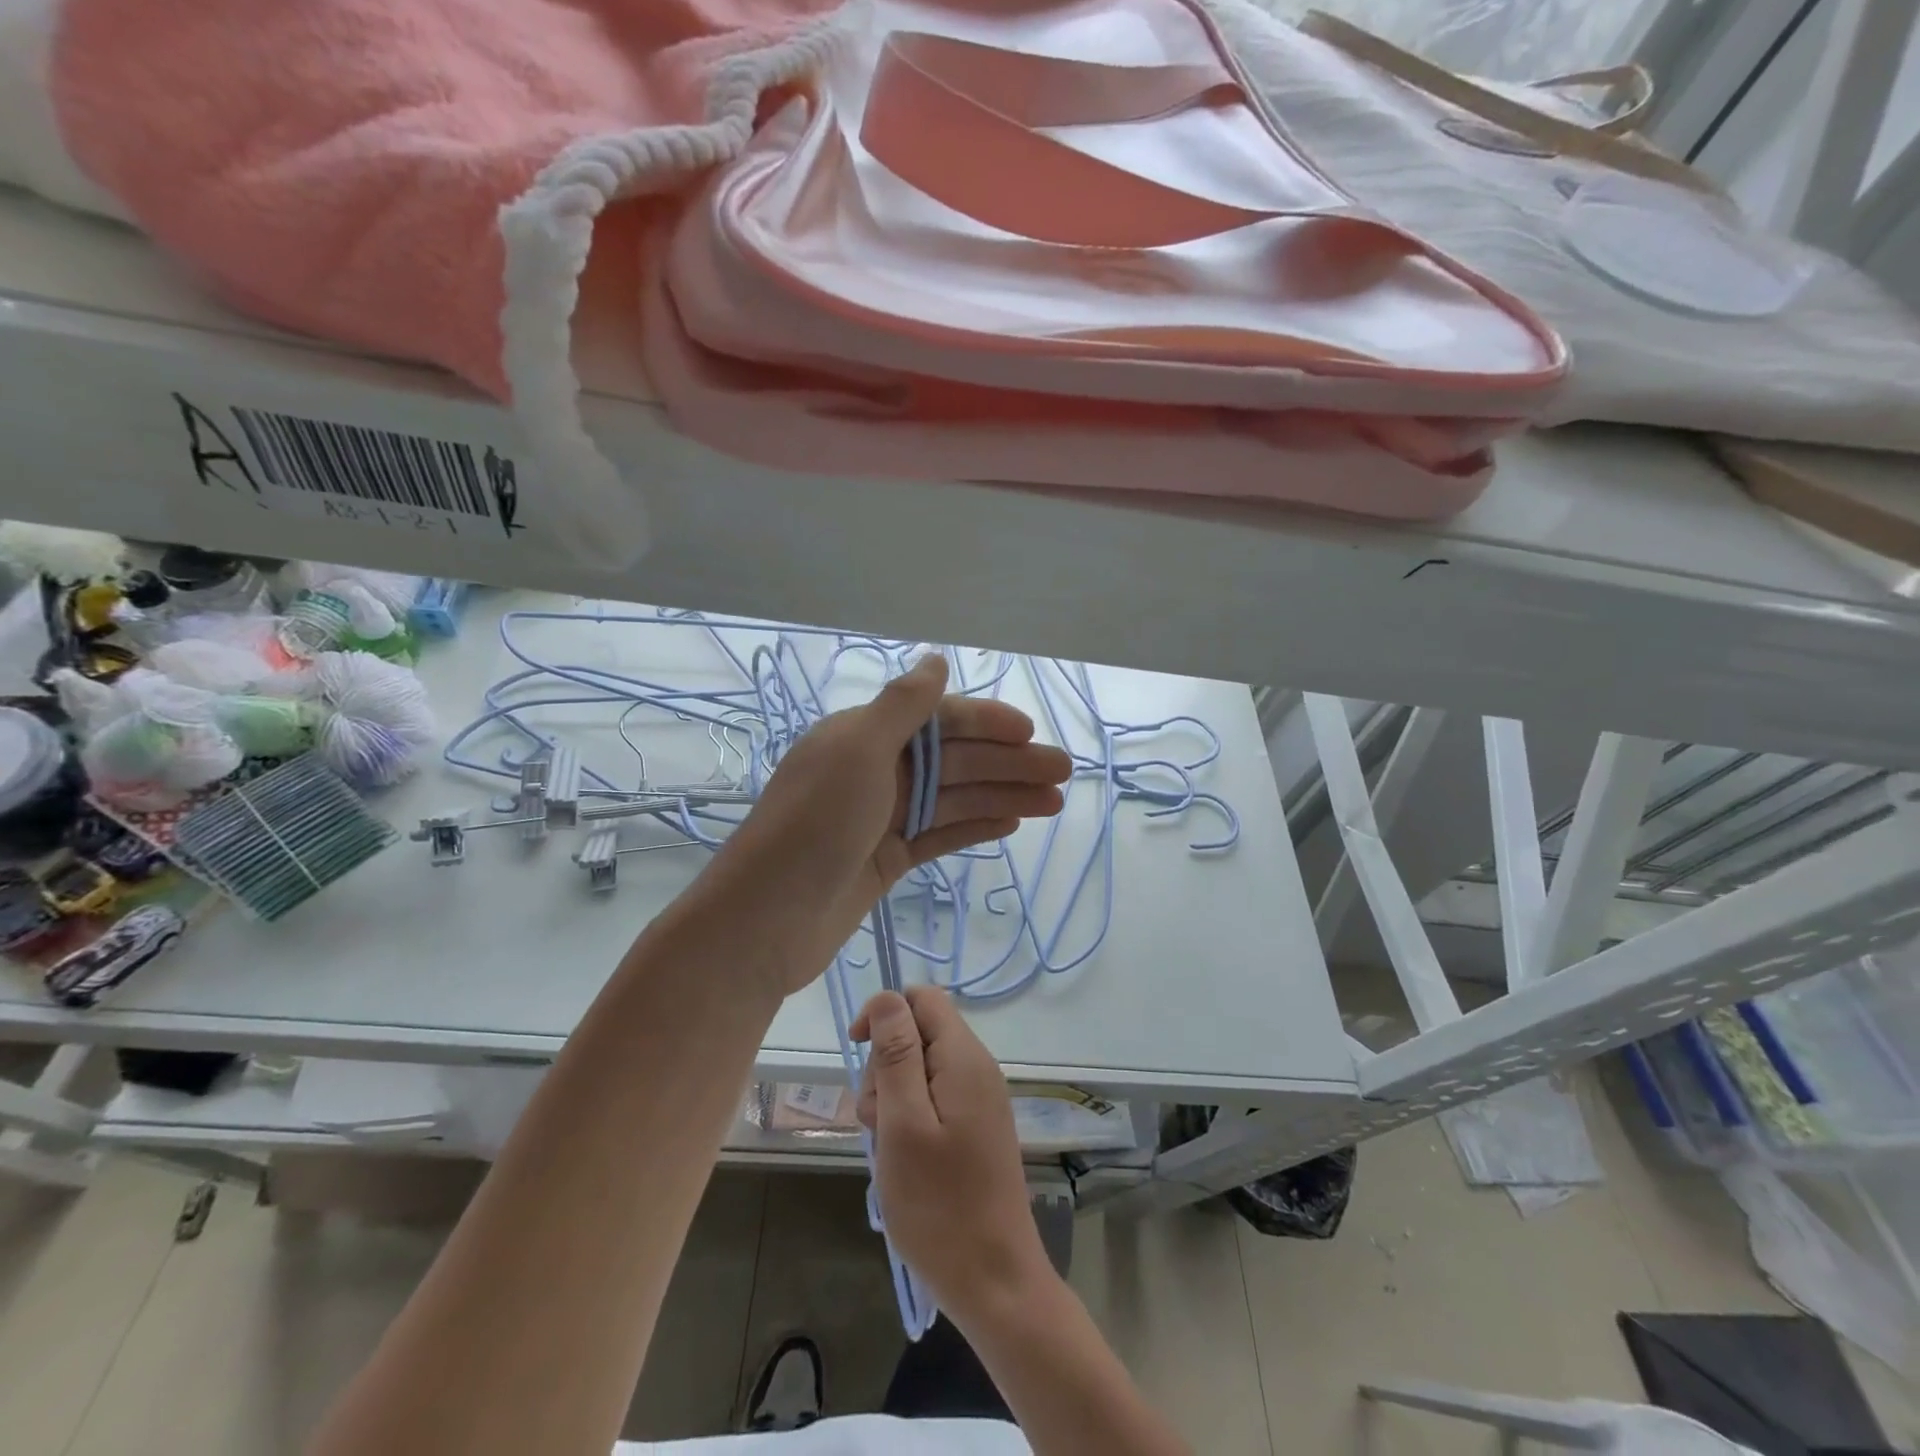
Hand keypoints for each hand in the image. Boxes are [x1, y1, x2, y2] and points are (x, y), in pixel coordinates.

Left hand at [712, 656, 1071, 993]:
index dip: (985, 723)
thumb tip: (935, 658)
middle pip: (952, 760)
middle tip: (1063, 773)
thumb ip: (903, 706)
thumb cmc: (813, 825)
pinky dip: (973, 827)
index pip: (936, 720)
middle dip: (1007, 763)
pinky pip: (939, 835)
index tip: (1029, 732)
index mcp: (862, 736)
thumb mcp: (857, 751)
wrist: (764, 921)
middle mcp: (873, 771)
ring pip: (953, 799)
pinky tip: (1011, 824)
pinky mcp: (886, 860)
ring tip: (1054, 802)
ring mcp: (880, 818)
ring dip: (1002, 796)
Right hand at [852, 987, 1056, 1329]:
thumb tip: (887, 997)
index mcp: (964, 1057)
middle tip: (877, 1121)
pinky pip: (934, 1098)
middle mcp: (977, 1067)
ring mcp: (980, 1097)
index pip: (921, 998)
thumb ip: (895, 1053)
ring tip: (889, 1147)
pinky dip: (909, 1118)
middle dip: (885, 1065)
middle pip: (919, 1032)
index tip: (856, 1052)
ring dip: (893, 1097)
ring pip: (921, 1067)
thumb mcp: (903, 1123)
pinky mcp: (976, 1125)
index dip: (883, 1014)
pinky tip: (903, 1157)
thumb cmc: (939, 1204)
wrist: (993, 1279)